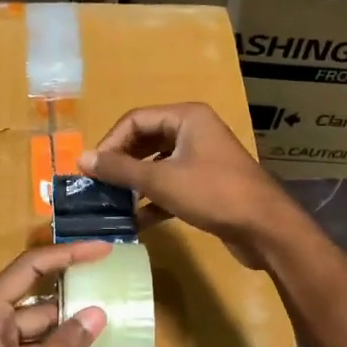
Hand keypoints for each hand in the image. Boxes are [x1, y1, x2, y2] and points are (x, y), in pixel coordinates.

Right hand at [79, 102, 302, 268]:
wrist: (265, 229)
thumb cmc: (213, 194)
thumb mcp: (161, 180)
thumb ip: (120, 169)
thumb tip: (81, 158)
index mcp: (187, 117)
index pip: (135, 120)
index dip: (110, 142)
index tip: (91, 169)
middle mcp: (195, 131)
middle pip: (145, 140)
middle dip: (121, 163)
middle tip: (98, 186)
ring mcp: (202, 159)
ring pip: (157, 165)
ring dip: (135, 184)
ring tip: (112, 203)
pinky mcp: (206, 185)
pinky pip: (171, 185)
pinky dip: (153, 200)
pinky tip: (136, 221)